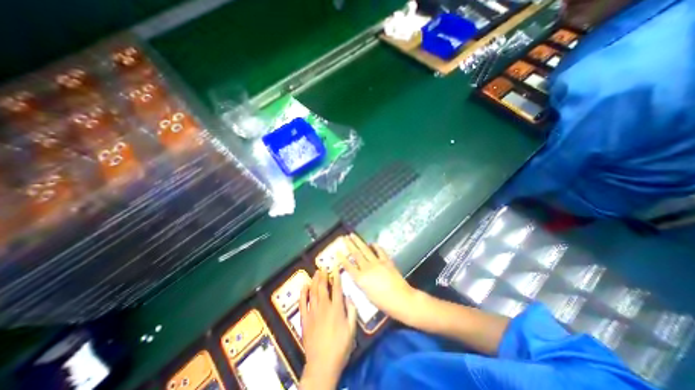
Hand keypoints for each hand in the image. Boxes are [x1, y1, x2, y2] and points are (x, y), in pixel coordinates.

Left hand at [297, 271, 354, 389]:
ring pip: (313, 292)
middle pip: (323, 287)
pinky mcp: (305, 319)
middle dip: (323, 276)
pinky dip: (303, 293)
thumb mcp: (352, 330)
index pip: (337, 288)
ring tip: (316, 273)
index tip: (335, 267)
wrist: (322, 365)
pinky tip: (304, 286)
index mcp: (336, 309)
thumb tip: (349, 297)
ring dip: (314, 281)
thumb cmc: (340, 347)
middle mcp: (324, 307)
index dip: (336, 276)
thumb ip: (352, 311)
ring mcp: (313, 312)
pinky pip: (302, 303)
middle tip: (323, 268)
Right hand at [342, 235, 420, 325]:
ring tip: (353, 235)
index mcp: (361, 279)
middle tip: (344, 237)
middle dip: (349, 245)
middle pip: (356, 254)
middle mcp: (367, 268)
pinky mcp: (386, 261)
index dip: (342, 258)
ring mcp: (377, 263)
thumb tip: (358, 274)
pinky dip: (375, 245)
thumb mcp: (367, 295)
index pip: (348, 266)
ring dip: (358, 241)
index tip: (337, 251)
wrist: (401, 300)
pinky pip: (379, 250)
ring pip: (365, 249)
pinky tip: (371, 242)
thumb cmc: (383, 303)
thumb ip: (361, 283)